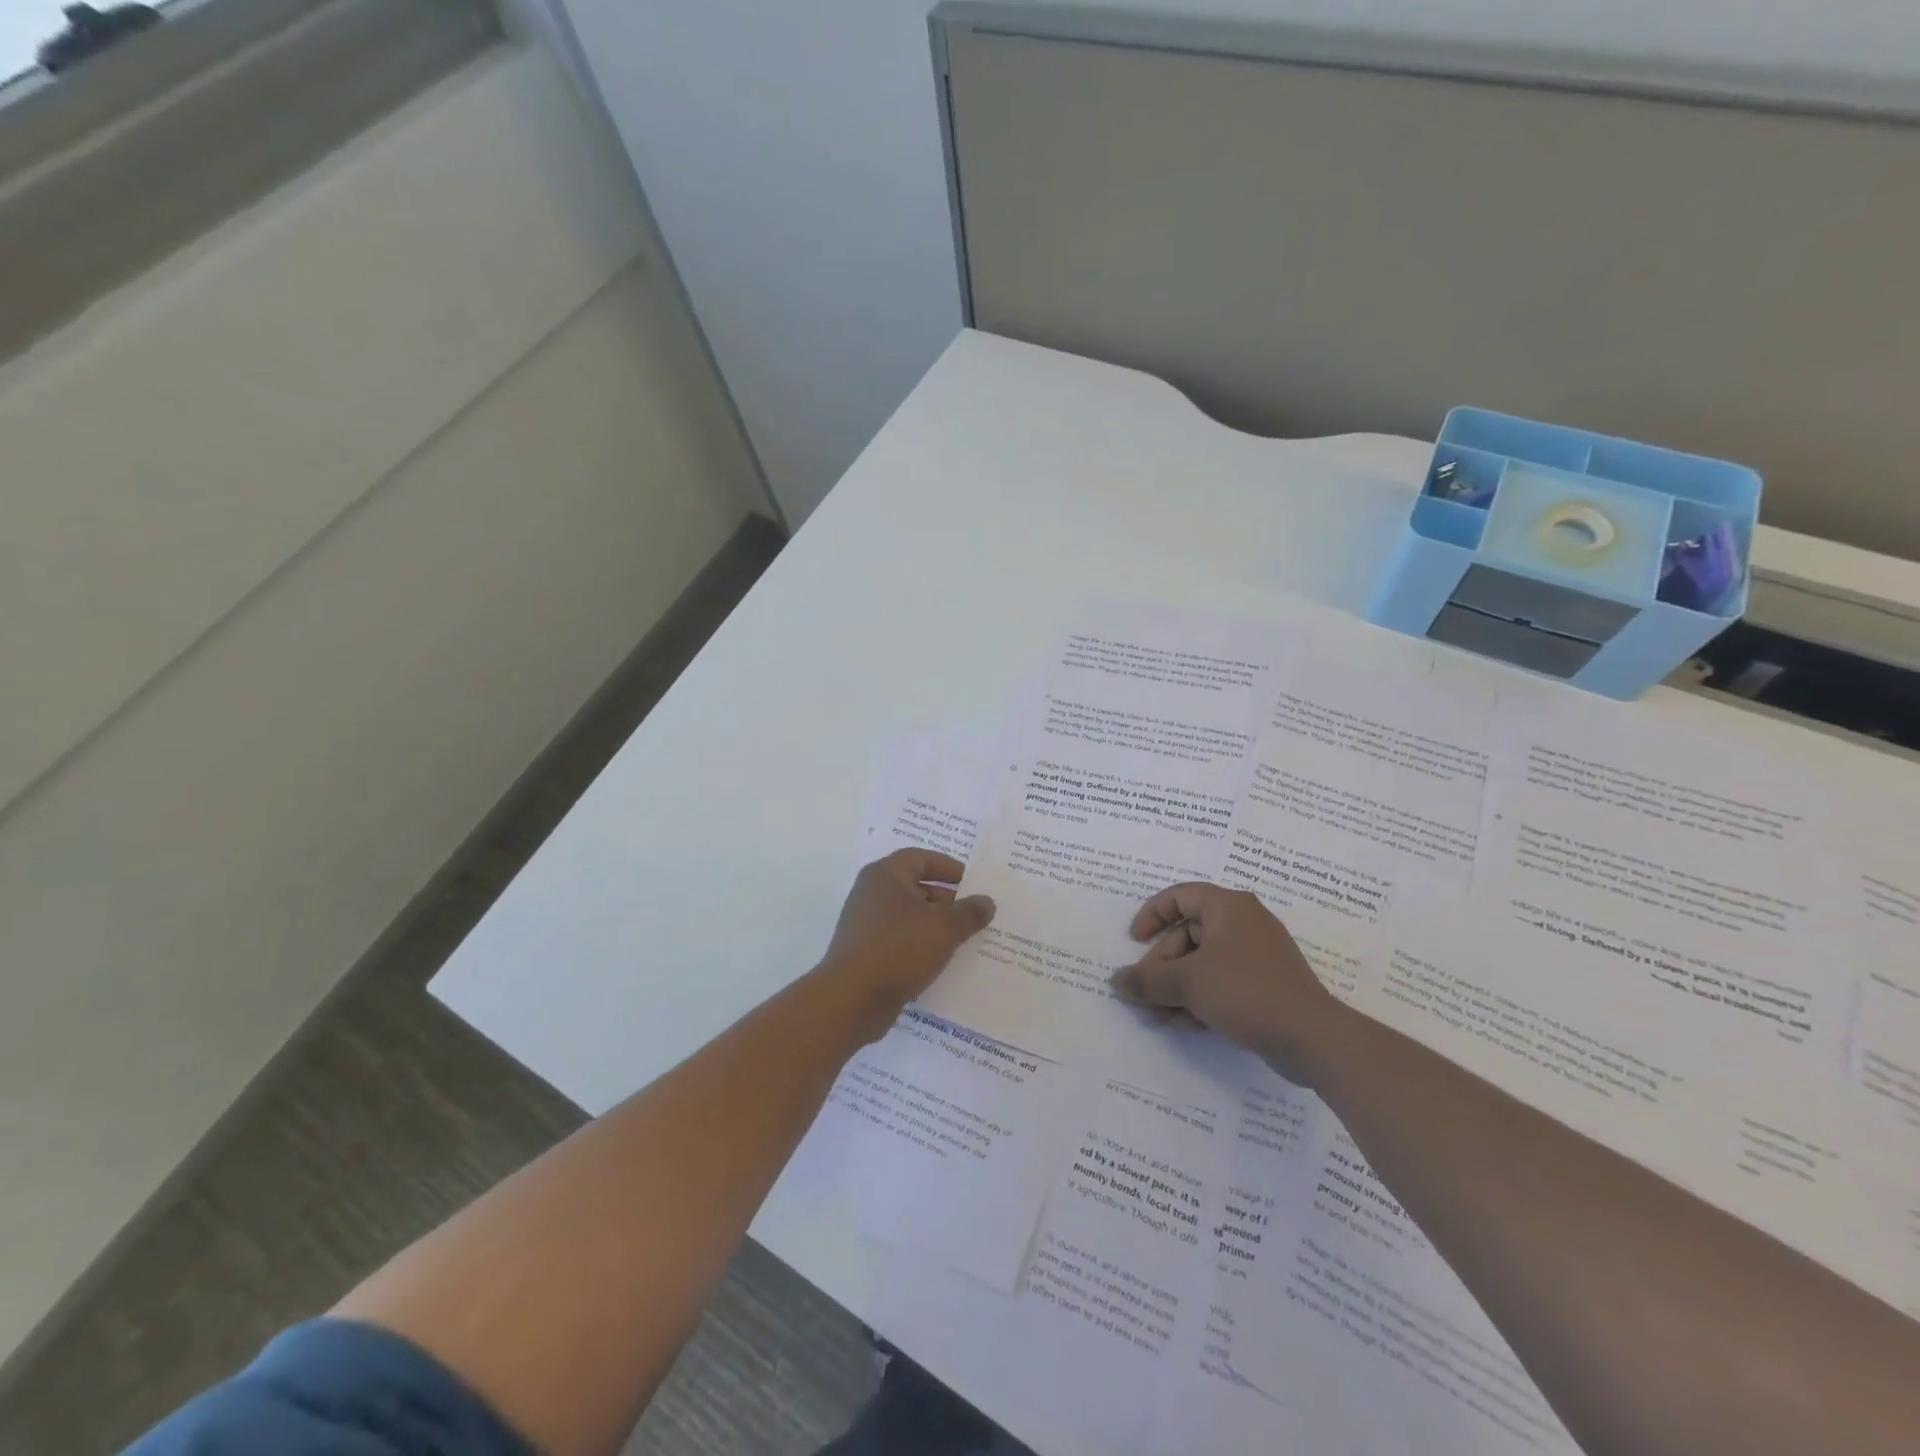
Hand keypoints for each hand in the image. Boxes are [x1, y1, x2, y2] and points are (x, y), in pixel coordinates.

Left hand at [821, 849, 995, 1030]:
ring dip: (936, 925)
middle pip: (915, 887)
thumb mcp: (944, 928)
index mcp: (885, 875)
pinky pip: (900, 941)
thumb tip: (986, 901)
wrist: (851, 1000)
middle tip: (974, 914)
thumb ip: (969, 912)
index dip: (948, 868)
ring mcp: (866, 925)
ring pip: (909, 917)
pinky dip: (921, 945)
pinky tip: (942, 961)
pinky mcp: (866, 953)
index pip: (920, 858)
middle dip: (947, 899)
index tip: (973, 882)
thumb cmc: (898, 949)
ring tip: (965, 939)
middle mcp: (871, 894)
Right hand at [1110, 882, 1344, 1084]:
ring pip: (1202, 963)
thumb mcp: (1188, 984)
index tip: (1134, 941)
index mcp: (1227, 907)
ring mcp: (1256, 955)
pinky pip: (1221, 982)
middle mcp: (1243, 923)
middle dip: (1161, 967)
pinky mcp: (1264, 985)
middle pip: (1187, 936)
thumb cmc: (1245, 991)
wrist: (1312, 1038)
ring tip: (1158, 1018)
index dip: (1151, 915)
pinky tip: (1185, 1025)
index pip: (1179, 896)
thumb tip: (1117, 981)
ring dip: (1176, 989)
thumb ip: (1147, 980)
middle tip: (1144, 995)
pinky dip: (1200, 998)